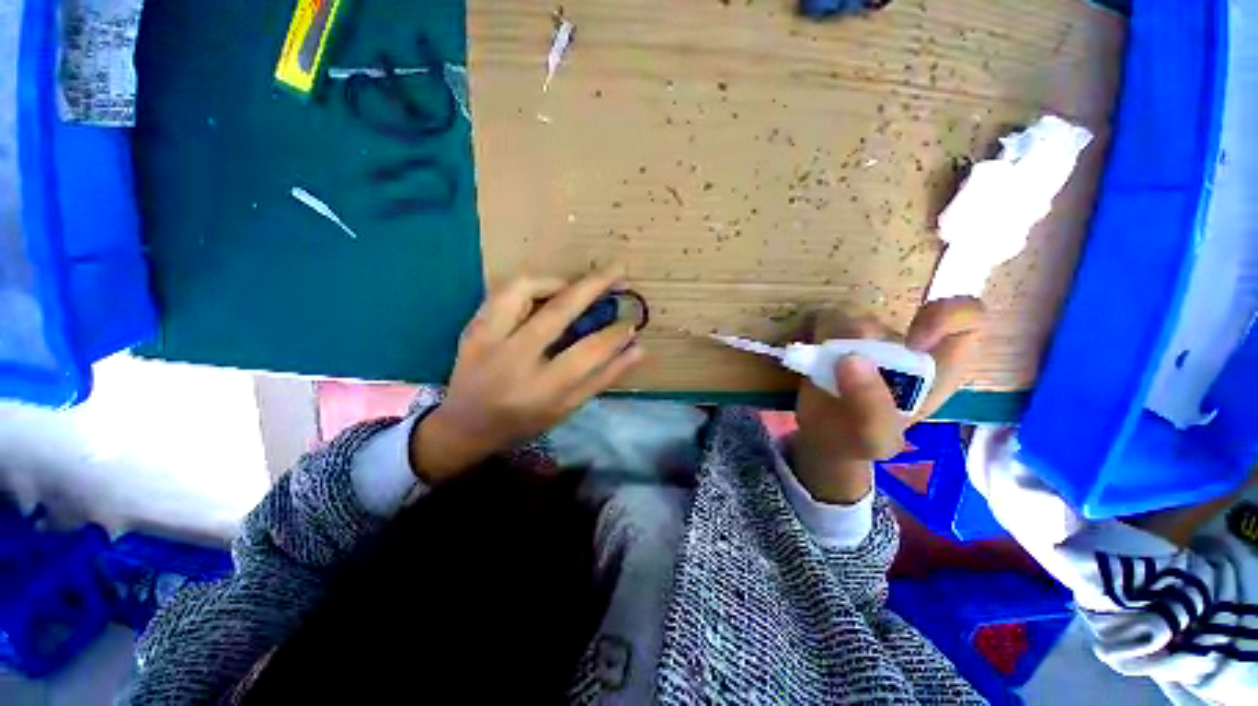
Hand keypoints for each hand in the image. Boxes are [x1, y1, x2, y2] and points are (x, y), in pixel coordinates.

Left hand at [411, 266, 644, 482]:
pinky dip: (530, 285)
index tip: (631, 322)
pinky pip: (503, 292)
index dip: (615, 334)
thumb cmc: (523, 422)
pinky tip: (545, 292)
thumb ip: (604, 377)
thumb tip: (638, 348)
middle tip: (618, 270)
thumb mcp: (568, 408)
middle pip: (559, 310)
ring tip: (575, 285)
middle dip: (594, 285)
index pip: (589, 351)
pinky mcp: (473, 327)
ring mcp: (488, 339)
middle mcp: (514, 359)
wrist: (464, 426)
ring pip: (524, 289)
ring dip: (557, 280)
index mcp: (541, 389)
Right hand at [788, 297, 984, 503]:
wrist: (823, 438)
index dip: (946, 317)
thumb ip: (872, 408)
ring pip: (848, 316)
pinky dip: (810, 338)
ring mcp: (865, 338)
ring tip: (821, 372)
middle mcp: (902, 344)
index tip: (913, 341)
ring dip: (829, 343)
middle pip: (888, 318)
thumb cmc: (860, 440)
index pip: (965, 319)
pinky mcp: (833, 336)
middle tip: (841, 370)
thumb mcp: (875, 438)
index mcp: (937, 367)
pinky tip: (808, 362)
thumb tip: (850, 359)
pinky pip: (820, 321)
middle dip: (861, 342)